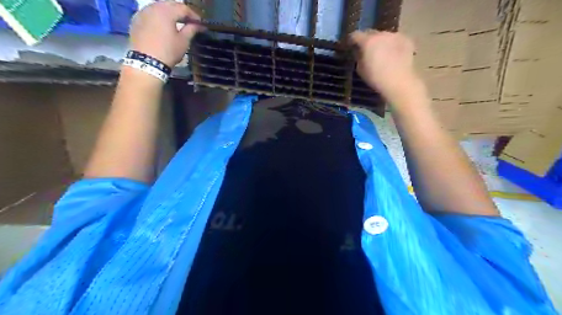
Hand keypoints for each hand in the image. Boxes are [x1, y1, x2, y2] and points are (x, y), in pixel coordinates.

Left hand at [131, 1, 203, 67]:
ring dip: (169, 12)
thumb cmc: (168, 51)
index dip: (193, 15)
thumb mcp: (183, 41)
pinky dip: (158, 16)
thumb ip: (191, 29)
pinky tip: (162, 25)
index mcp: (166, 11)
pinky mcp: (136, 20)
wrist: (147, 62)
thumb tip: (199, 25)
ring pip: (158, 7)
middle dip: (180, 11)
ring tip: (176, 23)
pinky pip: (149, 13)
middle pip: (170, 4)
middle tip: (189, 21)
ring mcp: (142, 12)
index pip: (183, 8)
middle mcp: (153, 7)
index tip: (200, 23)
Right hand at [350, 31, 423, 104]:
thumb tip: (360, 52)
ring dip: (381, 42)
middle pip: (371, 33)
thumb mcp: (360, 69)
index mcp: (368, 41)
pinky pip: (396, 40)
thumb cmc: (376, 78)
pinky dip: (393, 45)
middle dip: (368, 40)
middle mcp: (381, 34)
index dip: (352, 40)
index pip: (356, 35)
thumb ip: (359, 57)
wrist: (399, 81)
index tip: (351, 45)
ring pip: (384, 36)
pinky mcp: (407, 40)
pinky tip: (394, 55)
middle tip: (367, 50)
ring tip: (382, 53)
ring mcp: (395, 36)